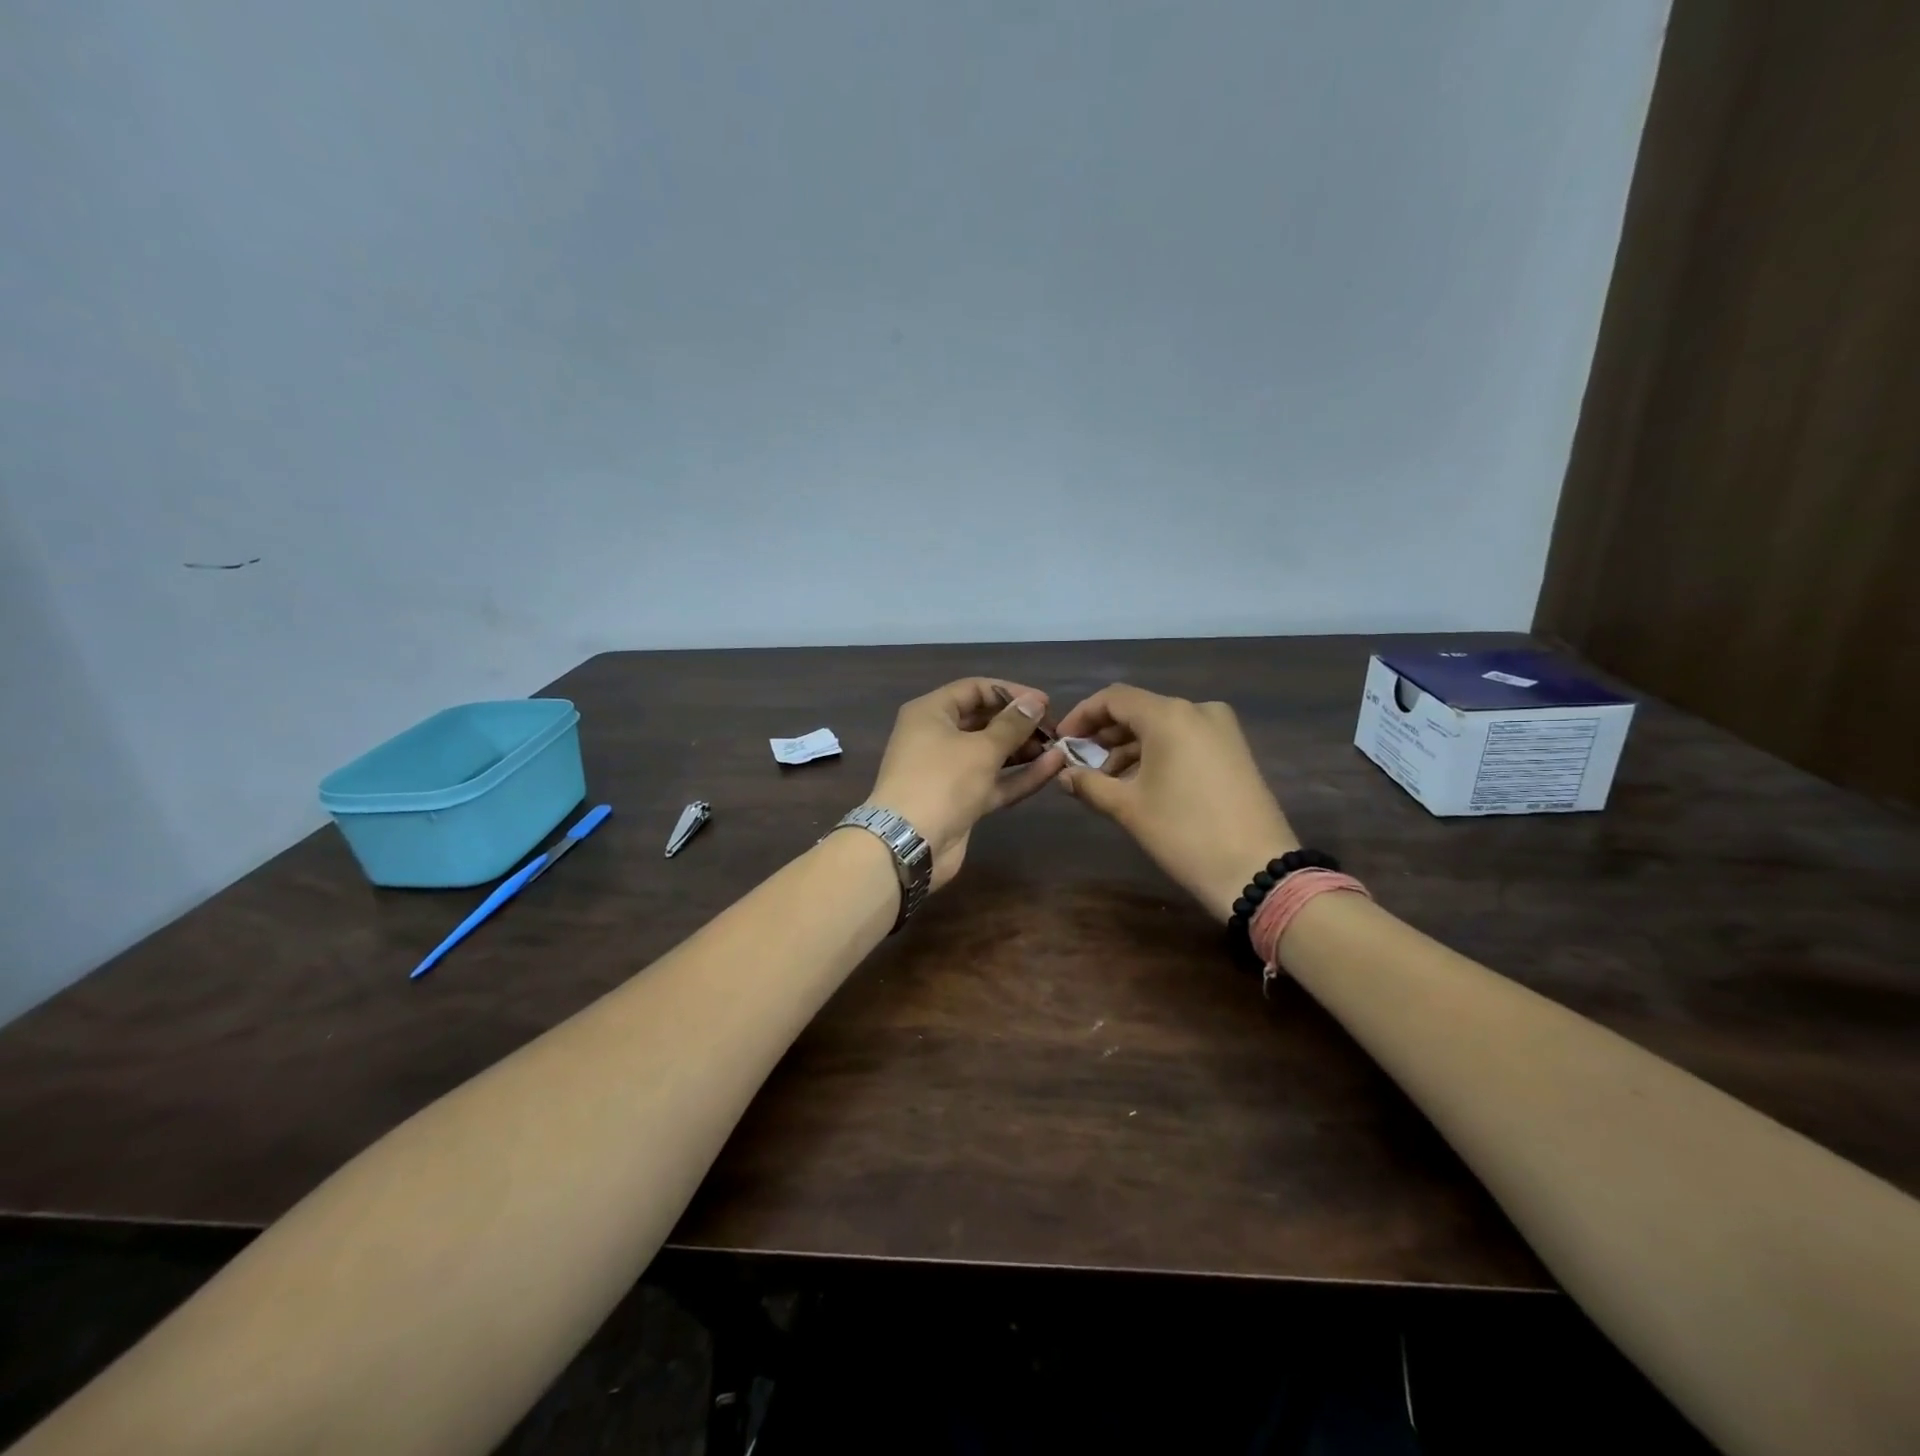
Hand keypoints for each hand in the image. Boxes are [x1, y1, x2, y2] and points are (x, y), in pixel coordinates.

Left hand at [868, 678, 1065, 889]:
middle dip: (1019, 723)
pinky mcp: (961, 800)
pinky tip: (1052, 767)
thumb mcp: (981, 748)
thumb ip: (1012, 725)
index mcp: (931, 713)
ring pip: (991, 753)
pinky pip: (994, 781)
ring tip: (1059, 747)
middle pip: (983, 721)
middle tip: (1055, 728)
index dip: (1010, 692)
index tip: (1044, 703)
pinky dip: (1020, 775)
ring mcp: (949, 771)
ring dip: (1023, 750)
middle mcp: (937, 737)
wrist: (910, 843)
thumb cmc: (942, 781)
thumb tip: (1034, 702)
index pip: (974, 689)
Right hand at [1054, 685, 1299, 921]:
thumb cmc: (1184, 832)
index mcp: (1170, 715)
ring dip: (1130, 747)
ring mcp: (1221, 729)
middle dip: (1105, 734)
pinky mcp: (1234, 750)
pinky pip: (1185, 739)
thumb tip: (1064, 774)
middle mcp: (1198, 710)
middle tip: (1080, 763)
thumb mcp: (1128, 808)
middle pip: (1139, 710)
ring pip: (1162, 726)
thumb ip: (1089, 784)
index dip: (1082, 716)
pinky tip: (1139, 783)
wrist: (1256, 870)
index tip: (1062, 740)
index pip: (1113, 698)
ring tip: (1106, 780)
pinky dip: (1157, 754)